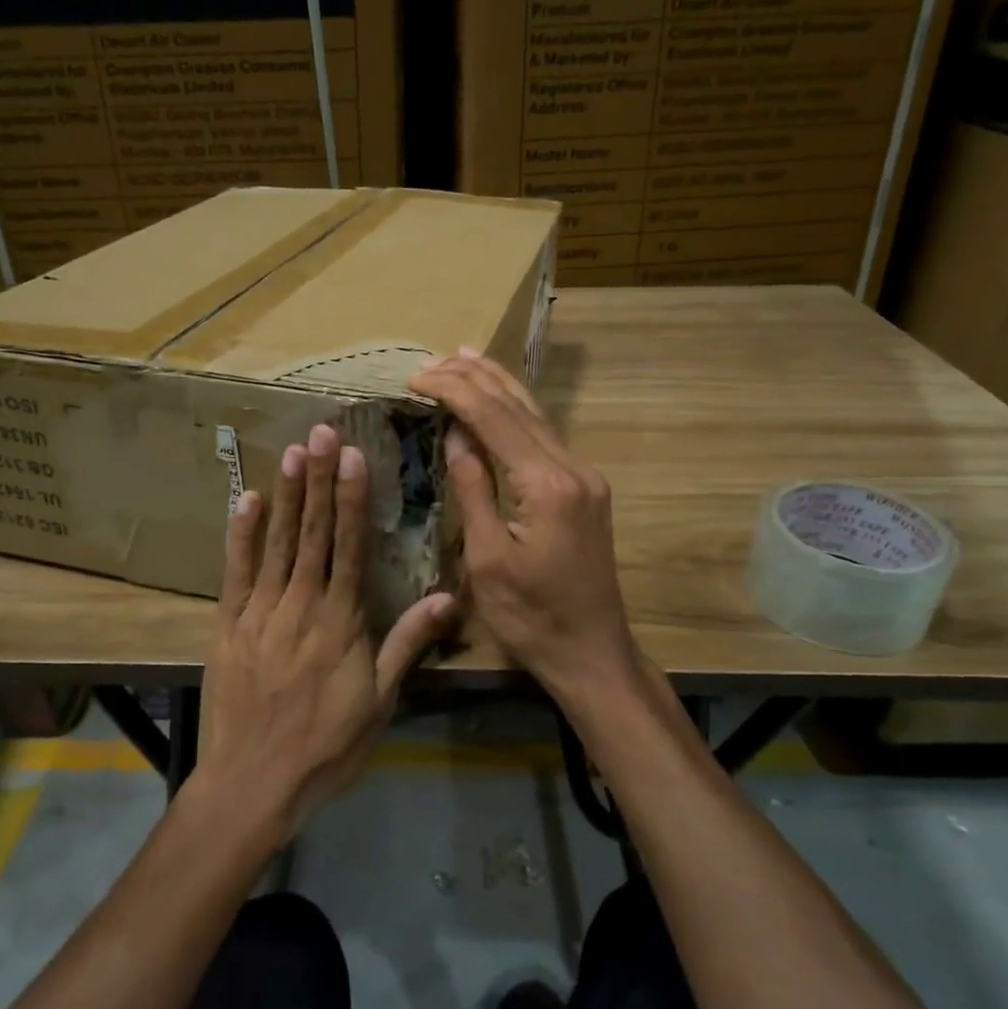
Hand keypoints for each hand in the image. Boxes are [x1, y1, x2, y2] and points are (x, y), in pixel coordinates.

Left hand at [197, 423, 456, 831]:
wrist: (254, 783)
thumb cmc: (327, 745)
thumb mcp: (381, 701)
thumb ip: (409, 643)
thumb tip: (449, 598)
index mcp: (341, 620)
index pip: (349, 546)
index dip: (351, 498)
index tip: (351, 456)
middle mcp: (301, 604)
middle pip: (313, 533)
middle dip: (318, 481)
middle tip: (319, 432)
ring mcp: (260, 612)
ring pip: (277, 543)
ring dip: (287, 496)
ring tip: (292, 452)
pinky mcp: (229, 626)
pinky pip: (235, 573)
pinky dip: (242, 535)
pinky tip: (247, 500)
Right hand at [409, 351, 641, 711]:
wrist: (592, 651)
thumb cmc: (531, 616)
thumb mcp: (487, 558)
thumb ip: (473, 488)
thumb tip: (456, 434)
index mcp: (547, 485)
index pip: (494, 419)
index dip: (454, 391)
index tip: (416, 377)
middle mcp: (573, 468)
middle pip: (519, 406)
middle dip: (473, 377)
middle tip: (431, 360)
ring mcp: (584, 476)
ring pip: (536, 414)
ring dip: (498, 384)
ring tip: (464, 356)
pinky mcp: (584, 488)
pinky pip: (544, 436)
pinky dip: (516, 411)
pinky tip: (500, 399)